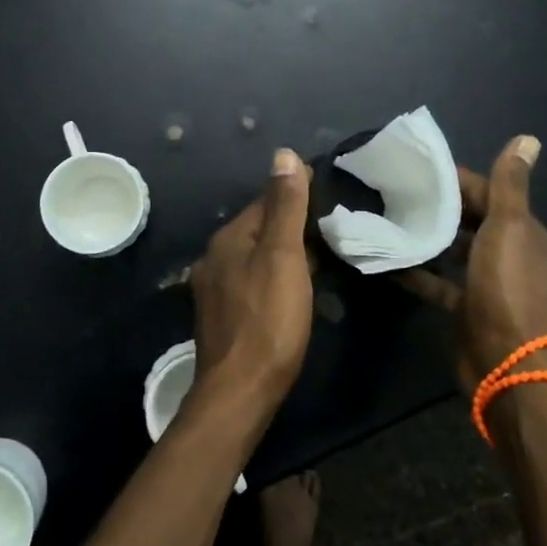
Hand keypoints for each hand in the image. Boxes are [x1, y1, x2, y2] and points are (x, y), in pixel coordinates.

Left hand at [189, 147, 315, 421]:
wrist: (240, 391)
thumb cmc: (268, 320)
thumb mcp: (283, 257)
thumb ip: (285, 206)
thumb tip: (283, 154)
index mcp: (228, 238)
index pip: (265, 201)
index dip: (296, 196)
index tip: (329, 197)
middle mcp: (214, 257)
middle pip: (259, 229)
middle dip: (291, 226)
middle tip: (331, 231)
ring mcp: (215, 289)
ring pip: (255, 257)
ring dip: (283, 253)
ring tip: (319, 259)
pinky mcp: (223, 316)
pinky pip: (252, 282)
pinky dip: (274, 277)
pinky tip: (292, 291)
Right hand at [404, 135, 546, 390]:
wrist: (506, 361)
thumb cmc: (506, 287)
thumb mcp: (508, 228)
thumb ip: (509, 185)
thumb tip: (528, 138)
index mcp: (524, 232)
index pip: (488, 194)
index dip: (457, 180)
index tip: (418, 170)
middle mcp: (509, 255)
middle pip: (470, 221)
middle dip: (438, 206)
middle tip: (395, 191)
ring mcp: (487, 284)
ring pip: (453, 251)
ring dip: (427, 237)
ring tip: (388, 219)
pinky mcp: (466, 309)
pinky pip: (438, 283)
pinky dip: (418, 272)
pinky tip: (388, 261)